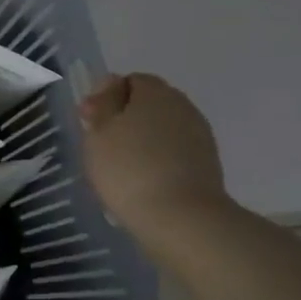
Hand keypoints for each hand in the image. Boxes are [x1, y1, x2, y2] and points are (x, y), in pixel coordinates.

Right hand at [80, 73, 227, 233]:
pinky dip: (159, 160)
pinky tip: (144, 182)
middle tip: (103, 147)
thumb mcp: (98, 132)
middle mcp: (183, 106)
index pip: (130, 81)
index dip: (108, 98)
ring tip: (123, 169)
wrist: (181, 218)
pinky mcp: (207, 164)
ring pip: (163, 129)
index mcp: (155, 92)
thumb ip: (102, 104)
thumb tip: (110, 83)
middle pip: (149, 104)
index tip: (92, 124)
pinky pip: (175, 152)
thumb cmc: (128, 169)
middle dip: (126, 119)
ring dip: (143, 141)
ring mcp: (200, 135)